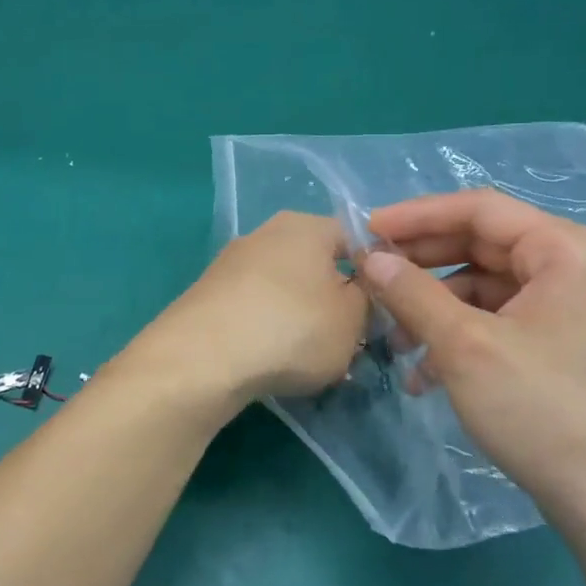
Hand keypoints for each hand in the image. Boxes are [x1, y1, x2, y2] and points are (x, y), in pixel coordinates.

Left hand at [133, 211, 368, 405]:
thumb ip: (369, 300)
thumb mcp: (354, 319)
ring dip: (302, 318)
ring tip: (311, 359)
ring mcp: (232, 262)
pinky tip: (272, 360)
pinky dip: (268, 329)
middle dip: (335, 300)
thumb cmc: (292, 329)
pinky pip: (254, 307)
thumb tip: (360, 292)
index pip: (356, 238)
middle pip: (317, 264)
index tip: (384, 312)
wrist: (202, 357)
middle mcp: (266, 233)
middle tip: (351, 340)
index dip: (376, 274)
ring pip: (285, 288)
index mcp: (306, 226)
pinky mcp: (208, 293)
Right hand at [361, 189, 585, 526]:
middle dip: (422, 268)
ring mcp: (579, 309)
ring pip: (488, 288)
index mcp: (572, 251)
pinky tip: (425, 374)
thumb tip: (370, 259)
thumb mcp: (466, 347)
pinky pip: (504, 321)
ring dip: (435, 309)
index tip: (366, 230)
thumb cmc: (547, 412)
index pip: (481, 209)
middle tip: (371, 280)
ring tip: (395, 342)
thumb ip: (412, 293)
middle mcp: (582, 268)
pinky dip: (461, 336)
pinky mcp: (570, 346)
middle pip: (484, 247)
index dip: (417, 216)